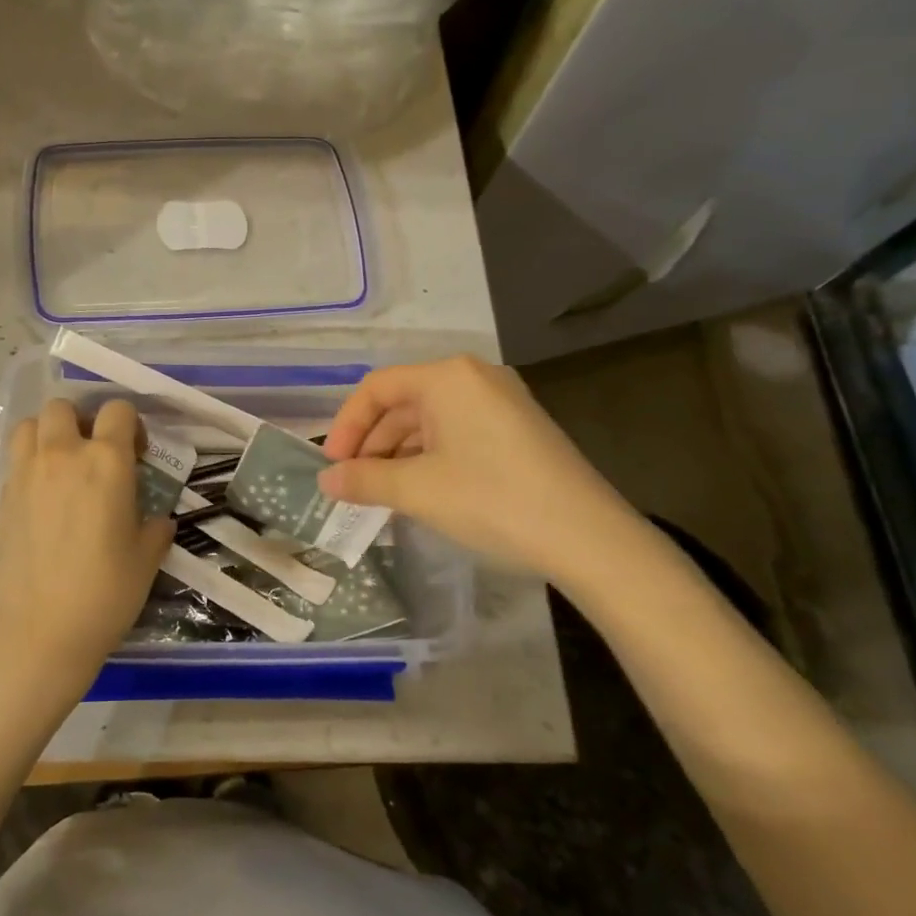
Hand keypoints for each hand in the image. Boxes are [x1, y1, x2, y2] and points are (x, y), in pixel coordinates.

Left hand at [0, 398, 174, 696]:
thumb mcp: (146, 559)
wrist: (36, 630)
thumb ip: (155, 528)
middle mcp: (62, 455)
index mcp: (106, 461)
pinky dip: (29, 464)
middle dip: (81, 421)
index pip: (117, 410)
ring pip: (29, 425)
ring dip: (47, 434)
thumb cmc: (103, 592)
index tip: (136, 455)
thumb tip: (157, 520)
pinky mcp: (1, 496)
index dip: (130, 425)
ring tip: (61, 466)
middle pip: (64, 407)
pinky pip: (15, 460)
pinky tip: (43, 498)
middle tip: (94, 455)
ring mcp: (25, 473)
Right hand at [320, 356, 652, 590]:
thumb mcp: (418, 491)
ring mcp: (502, 402)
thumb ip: (364, 480)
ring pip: (431, 421)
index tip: (332, 465)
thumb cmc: (492, 500)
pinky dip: (430, 458)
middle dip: (372, 444)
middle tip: (354, 485)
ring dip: (399, 454)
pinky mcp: (519, 429)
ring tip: (382, 495)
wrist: (589, 538)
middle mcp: (475, 378)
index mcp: (447, 377)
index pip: (377, 387)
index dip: (346, 425)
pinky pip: (458, 433)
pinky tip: (421, 492)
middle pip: (404, 403)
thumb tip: (326, 481)